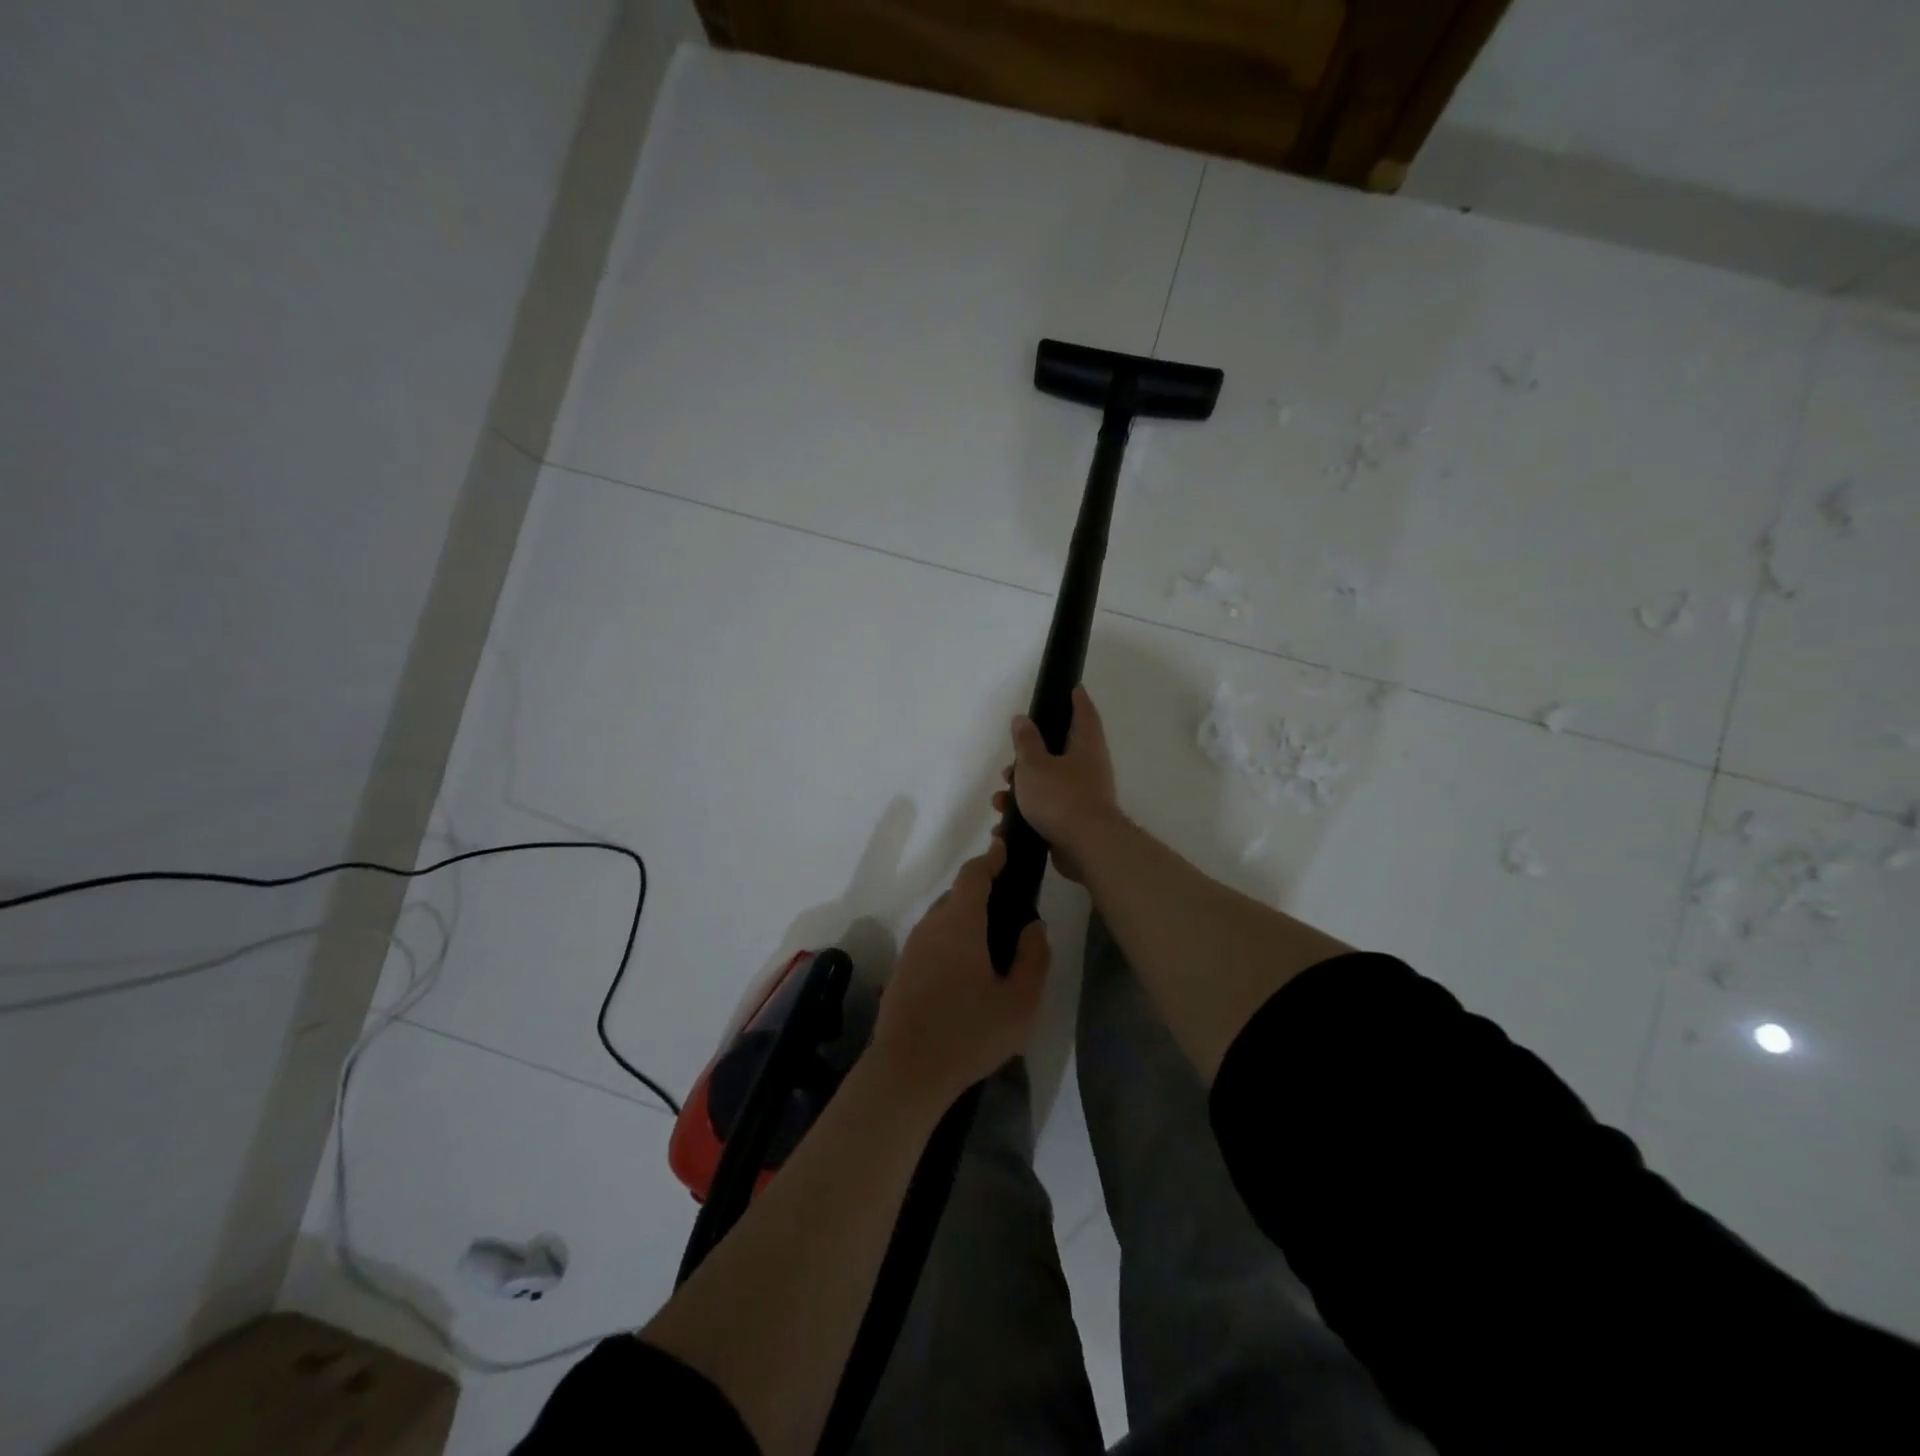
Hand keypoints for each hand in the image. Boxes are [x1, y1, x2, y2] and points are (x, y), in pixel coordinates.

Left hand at [869, 838, 1049, 1104]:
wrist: (907, 1071)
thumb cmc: (969, 1033)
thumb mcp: (1019, 1001)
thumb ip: (1033, 957)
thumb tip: (1034, 925)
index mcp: (959, 922)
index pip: (973, 875)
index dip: (990, 859)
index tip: (1004, 848)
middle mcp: (931, 926)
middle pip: (956, 895)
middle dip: (981, 891)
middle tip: (1009, 905)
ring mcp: (912, 948)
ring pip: (942, 919)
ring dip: (965, 918)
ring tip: (992, 940)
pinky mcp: (903, 970)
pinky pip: (932, 940)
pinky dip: (951, 939)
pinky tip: (967, 970)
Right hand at [992, 684, 1120, 882]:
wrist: (1087, 848)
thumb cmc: (1061, 797)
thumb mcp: (1035, 765)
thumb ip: (1026, 742)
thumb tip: (1022, 719)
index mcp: (1086, 747)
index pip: (1084, 714)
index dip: (1077, 700)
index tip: (1073, 687)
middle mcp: (1089, 769)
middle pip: (1059, 753)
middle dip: (1030, 757)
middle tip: (1010, 762)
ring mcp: (1084, 797)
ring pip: (1048, 784)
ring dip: (1022, 789)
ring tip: (1000, 799)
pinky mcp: (1075, 822)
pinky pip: (1047, 810)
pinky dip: (1026, 814)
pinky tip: (1005, 824)